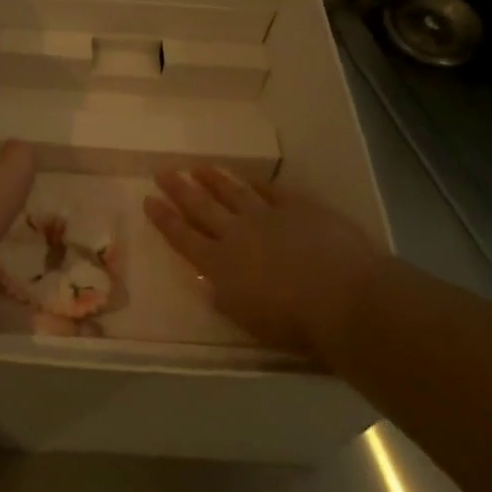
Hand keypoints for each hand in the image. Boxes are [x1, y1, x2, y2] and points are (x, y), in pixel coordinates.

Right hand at [145, 168, 380, 361]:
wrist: (342, 297)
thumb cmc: (293, 324)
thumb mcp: (247, 320)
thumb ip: (224, 297)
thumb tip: (208, 282)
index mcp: (219, 265)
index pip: (183, 238)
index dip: (164, 219)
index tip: (149, 200)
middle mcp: (237, 234)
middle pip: (201, 207)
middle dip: (180, 190)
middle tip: (163, 171)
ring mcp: (267, 216)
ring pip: (233, 193)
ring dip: (214, 180)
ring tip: (198, 167)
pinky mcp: (299, 208)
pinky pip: (272, 191)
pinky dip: (258, 184)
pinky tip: (249, 179)